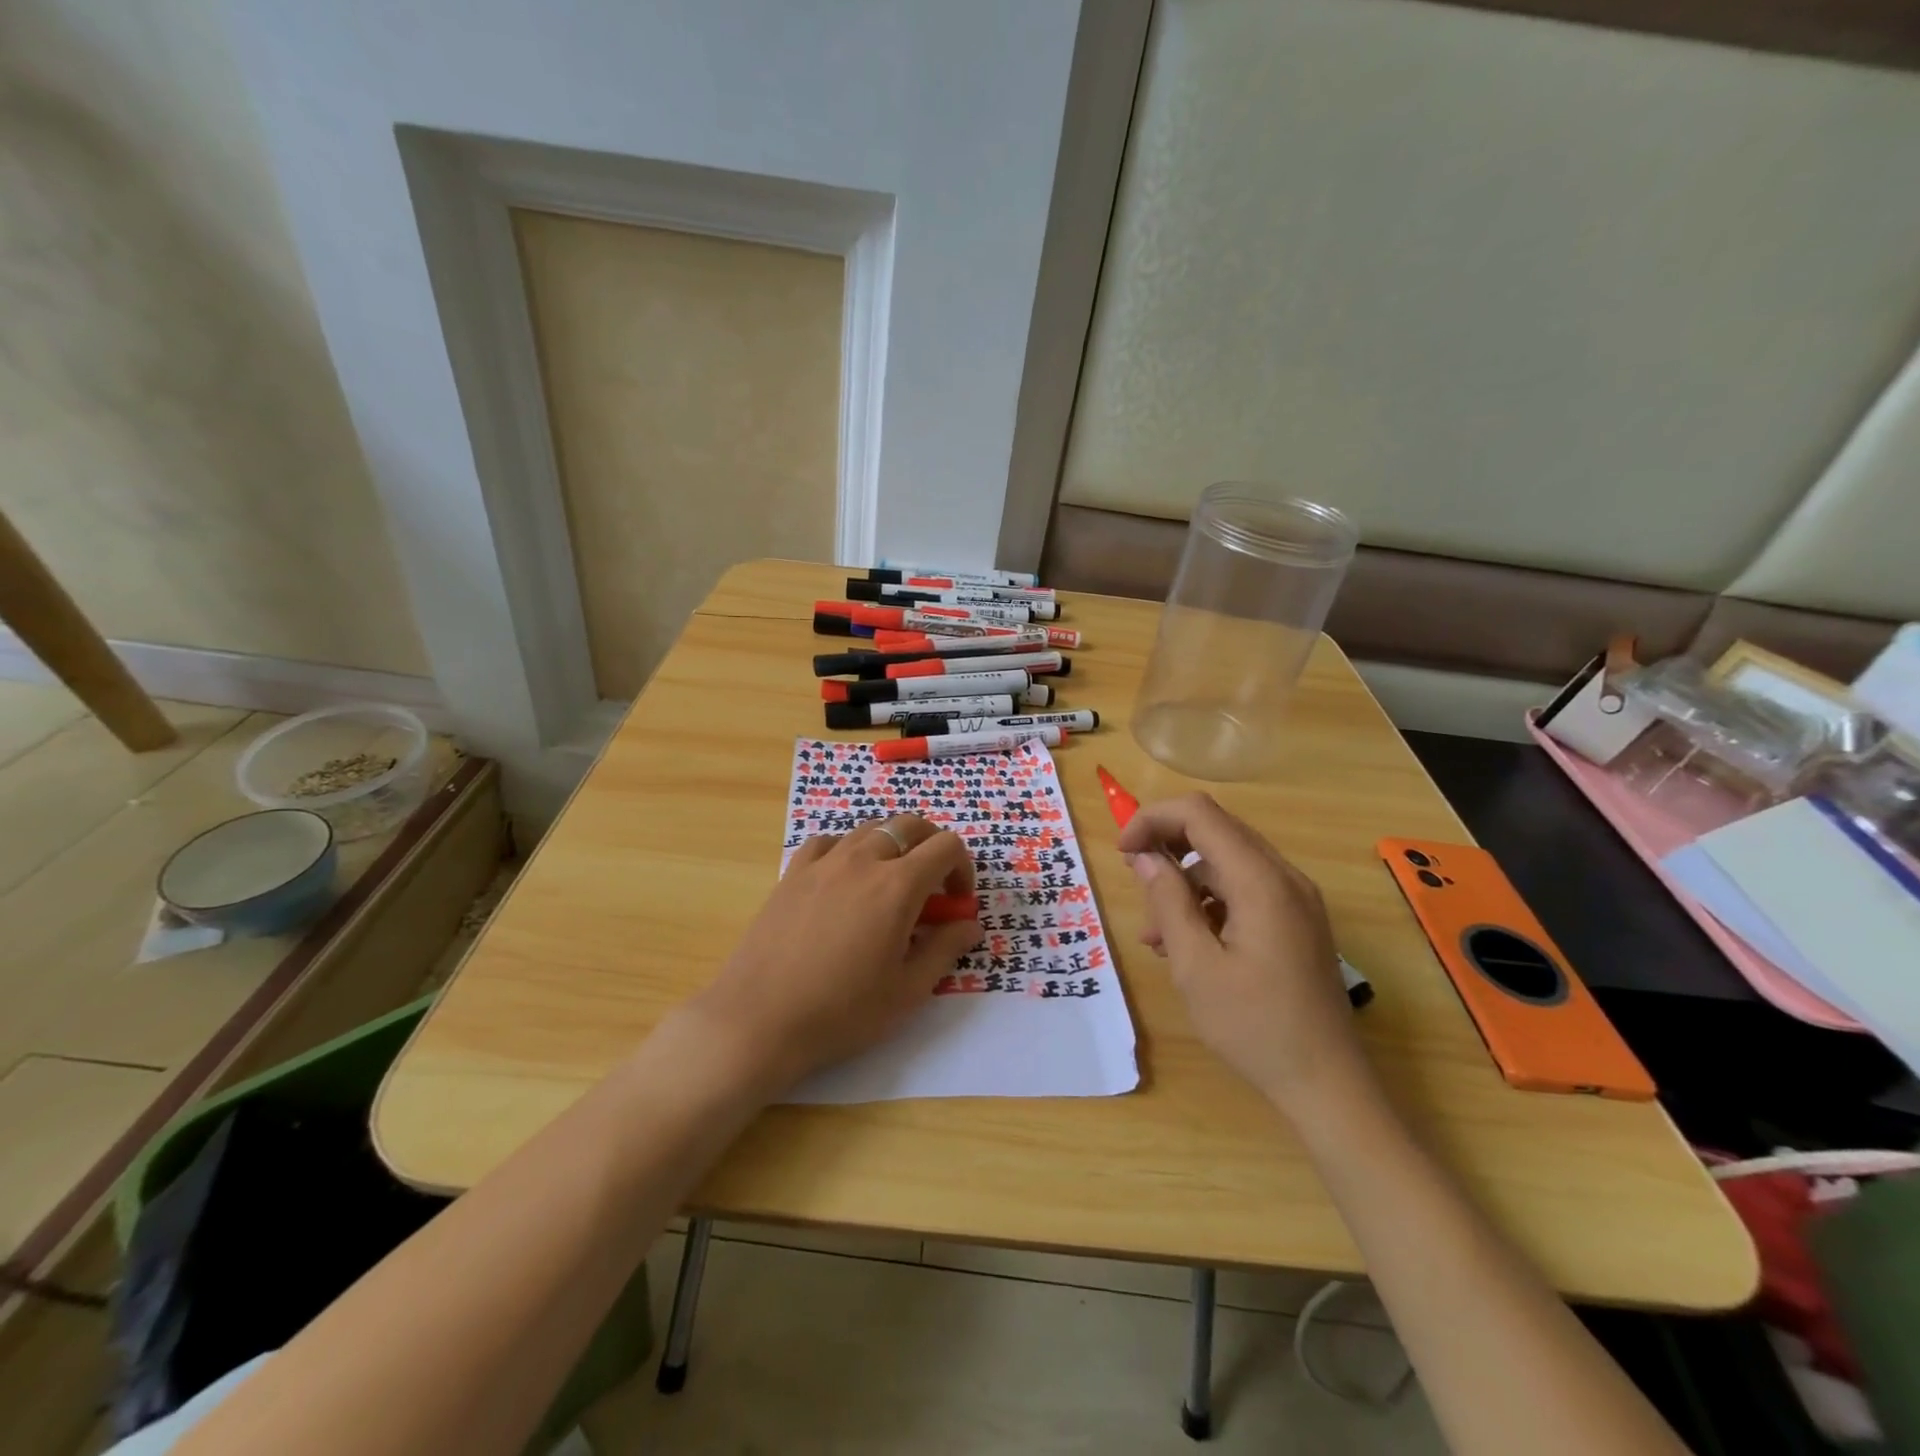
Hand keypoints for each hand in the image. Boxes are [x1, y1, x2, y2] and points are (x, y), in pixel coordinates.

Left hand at [682, 815, 980, 1093]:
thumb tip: (970, 925)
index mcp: (897, 885)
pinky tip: (843, 881)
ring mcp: (823, 862)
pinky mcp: (792, 873)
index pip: (946, 846)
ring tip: (889, 885)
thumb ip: (945, 949)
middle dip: (932, 847)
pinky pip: (829, 842)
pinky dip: (848, 851)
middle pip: (910, 825)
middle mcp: (862, 860)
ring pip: (870, 829)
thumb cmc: (842, 1011)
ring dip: (892, 846)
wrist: (759, 1020)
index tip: (956, 903)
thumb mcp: (908, 990)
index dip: (962, 868)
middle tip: (932, 886)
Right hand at [1118, 793, 1372, 1117]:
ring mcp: (1295, 899)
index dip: (1153, 820)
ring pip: (1226, 862)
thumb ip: (1167, 901)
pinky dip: (1207, 903)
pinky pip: (1243, 890)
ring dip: (1184, 882)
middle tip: (1134, 882)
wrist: (1327, 1085)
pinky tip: (1185, 944)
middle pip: (1215, 830)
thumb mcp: (1195, 966)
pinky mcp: (1295, 921)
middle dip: (1166, 846)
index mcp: (1261, 882)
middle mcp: (1284, 877)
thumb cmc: (1254, 1026)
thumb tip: (1144, 856)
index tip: (1123, 853)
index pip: (1200, 814)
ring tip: (1155, 935)